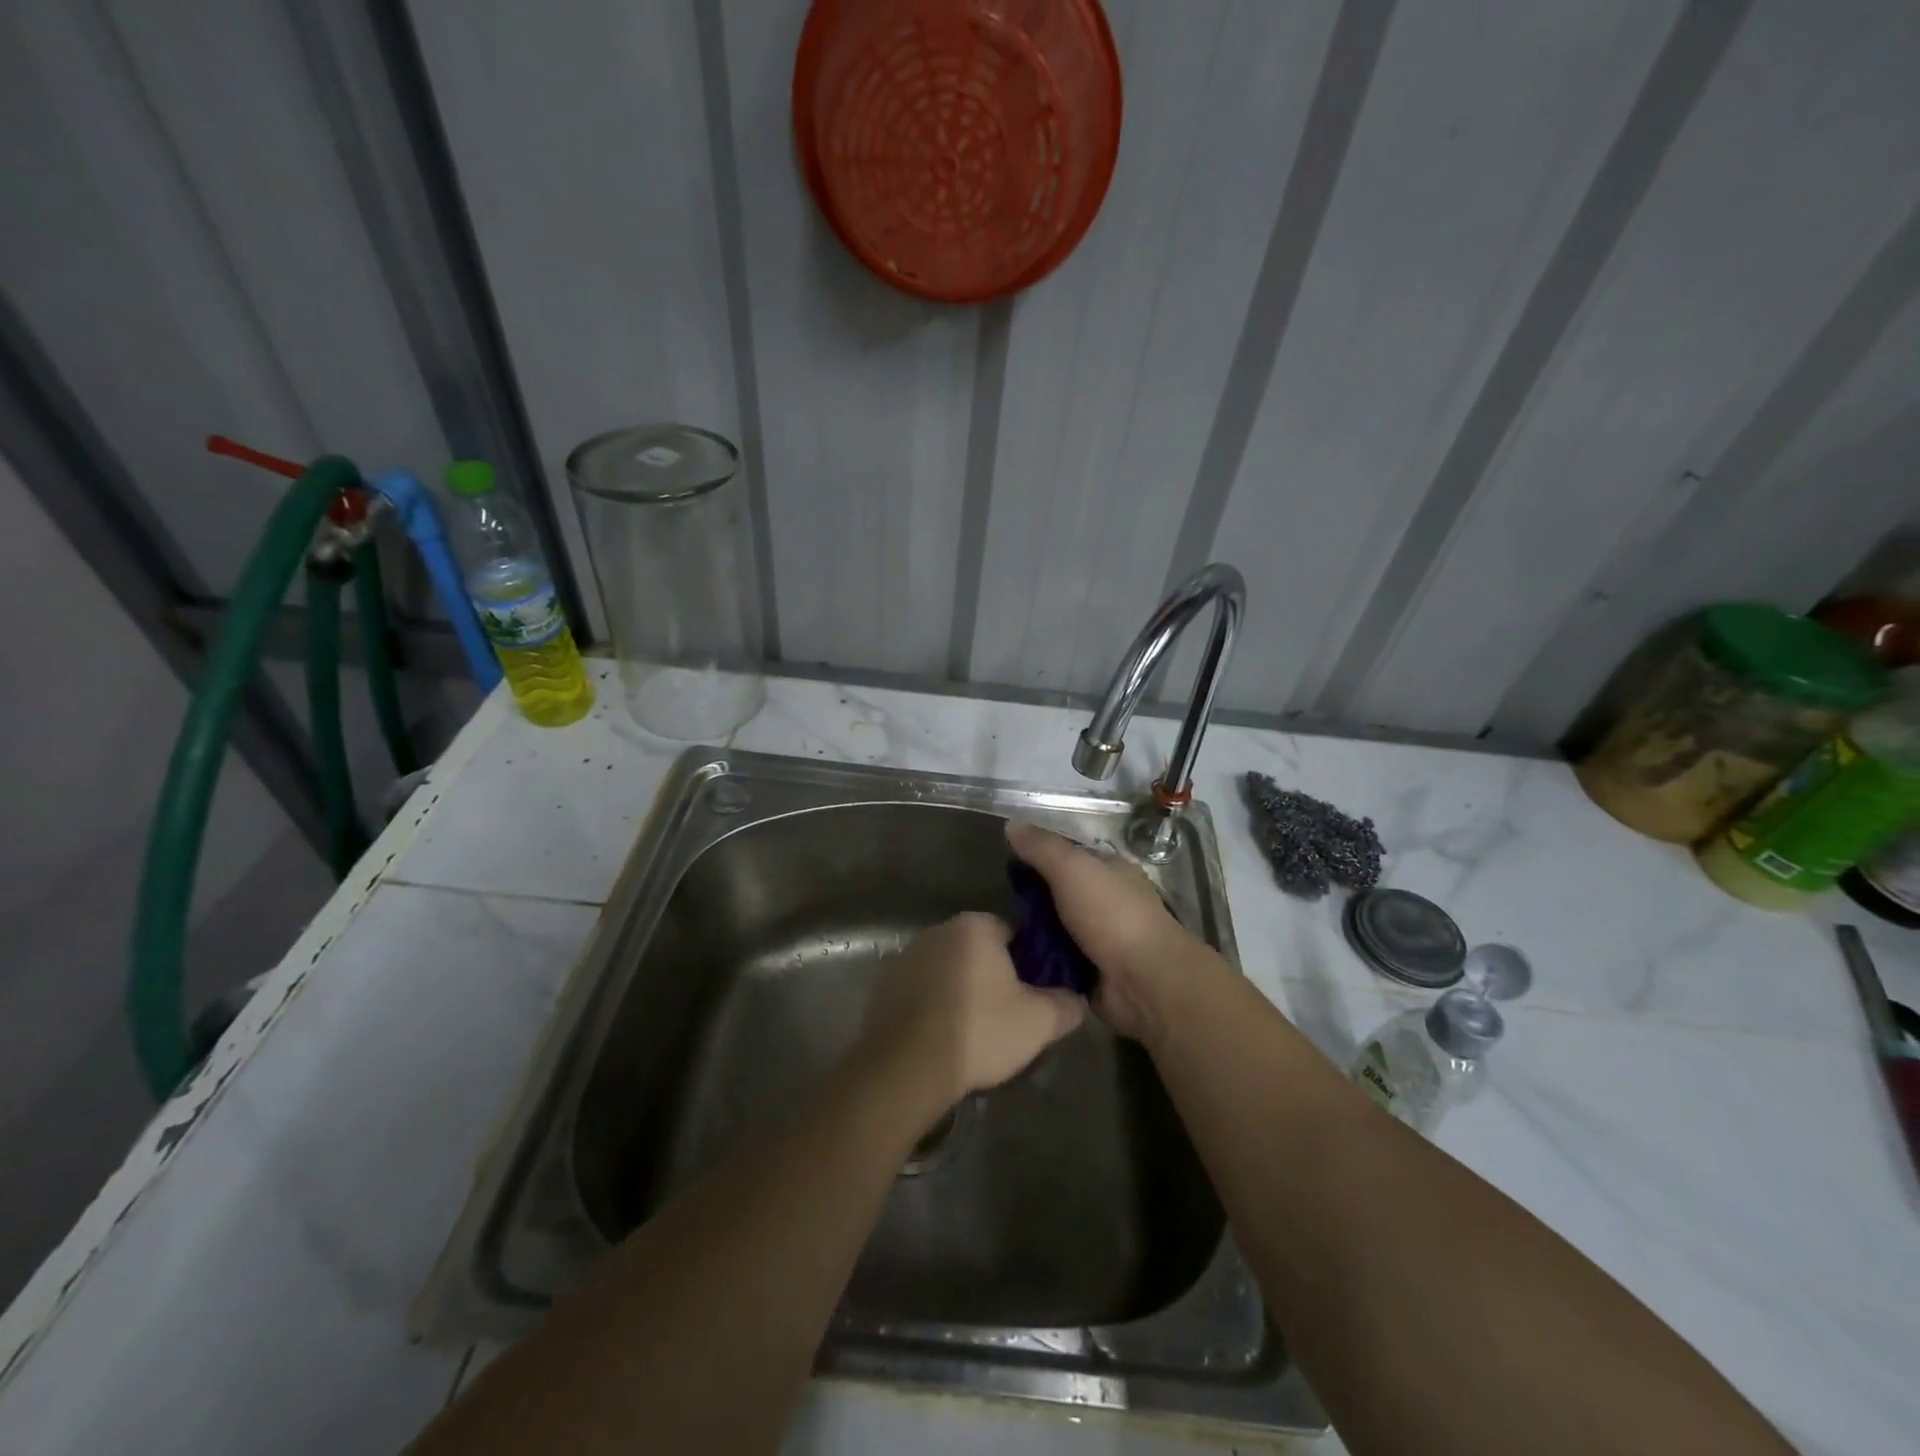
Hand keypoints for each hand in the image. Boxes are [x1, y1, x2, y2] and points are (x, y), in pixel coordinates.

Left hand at [858, 912, 1084, 1115]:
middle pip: (977, 951)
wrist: (907, 1066)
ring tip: (971, 1034)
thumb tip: (1074, 998)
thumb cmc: (979, 1032)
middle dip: (991, 978)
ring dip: (959, 991)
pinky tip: (940, 1038)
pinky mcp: (884, 984)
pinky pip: (920, 990)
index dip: (1025, 965)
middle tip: (1004, 1018)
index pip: (1012, 934)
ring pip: (947, 970)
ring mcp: (906, 956)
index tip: (1030, 996)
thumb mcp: (1039, 1022)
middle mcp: (938, 930)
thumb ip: (1066, 1003)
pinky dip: (932, 1006)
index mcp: (975, 926)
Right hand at [1006, 820, 1208, 1044]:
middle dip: (1030, 900)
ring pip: (1054, 930)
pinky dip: (1038, 962)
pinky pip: (1055, 962)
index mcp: (1111, 872)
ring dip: (1031, 934)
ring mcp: (1099, 940)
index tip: (1004, 864)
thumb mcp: (1073, 869)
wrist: (1144, 982)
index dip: (1038, 856)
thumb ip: (1043, 847)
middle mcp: (1107, 903)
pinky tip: (1011, 960)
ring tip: (995, 935)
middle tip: (995, 904)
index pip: (1068, 857)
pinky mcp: (1090, 973)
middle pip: (1058, 895)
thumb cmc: (1112, 915)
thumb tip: (1012, 824)